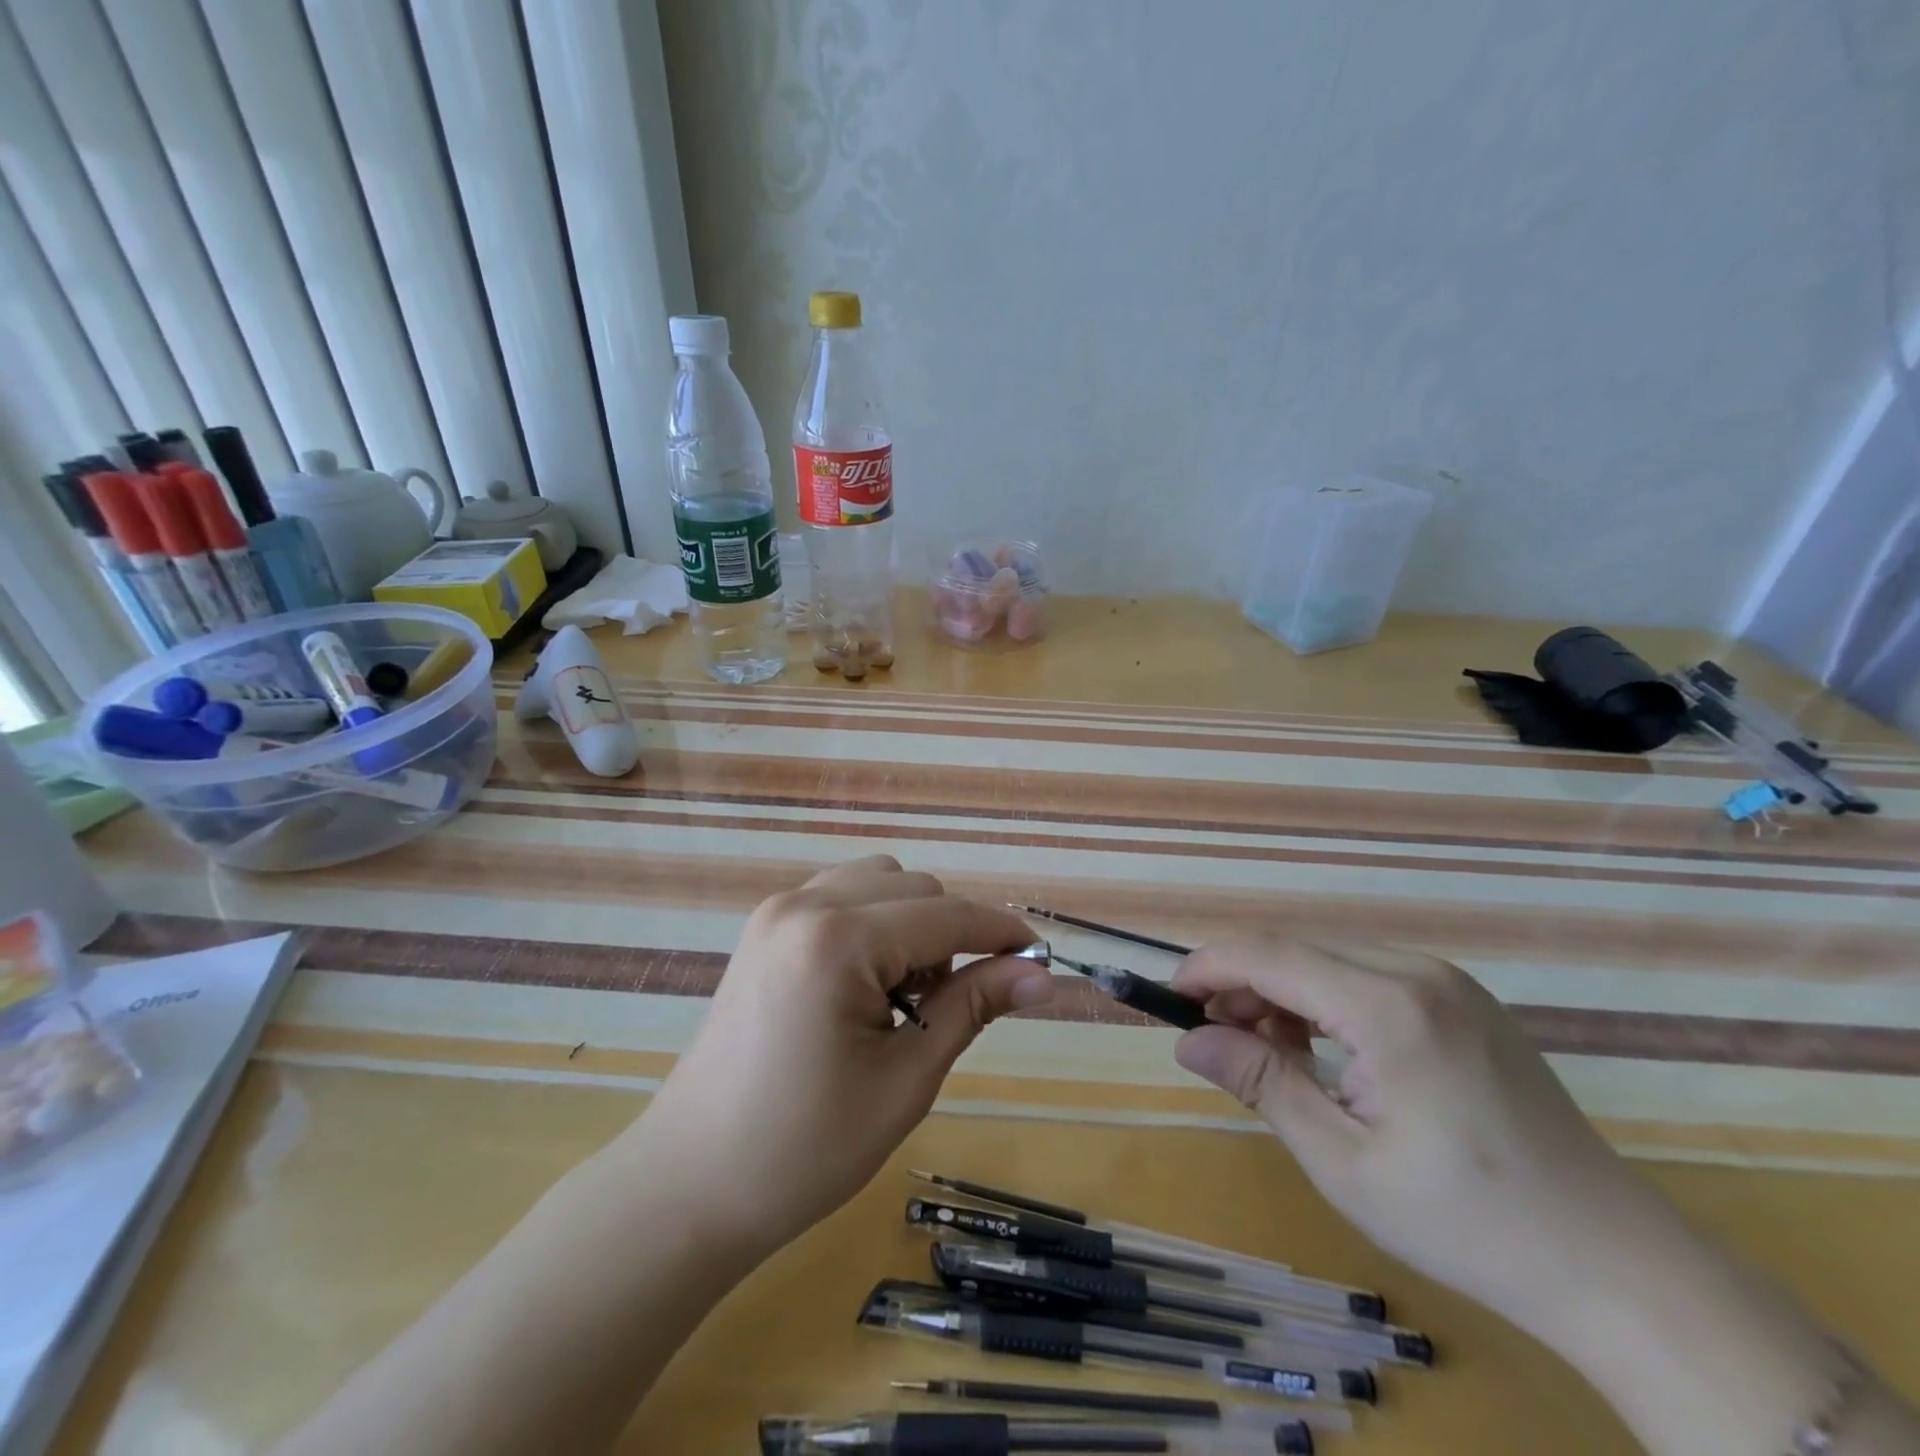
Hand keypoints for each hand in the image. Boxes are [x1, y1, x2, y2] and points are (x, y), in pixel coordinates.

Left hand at [627, 856, 1053, 1257]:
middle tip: (944, 1009)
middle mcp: (804, 904)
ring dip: (910, 924)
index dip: (1000, 933)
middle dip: (950, 935)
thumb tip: (1041, 975)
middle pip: (915, 887)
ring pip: (878, 883)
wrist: (689, 1184)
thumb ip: (973, 1006)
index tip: (1040, 959)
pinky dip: (872, 923)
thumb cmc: (804, 1149)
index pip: (946, 915)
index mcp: (837, 939)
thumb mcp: (905, 1079)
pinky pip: (840, 896)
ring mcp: (776, 910)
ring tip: (901, 998)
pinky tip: (864, 985)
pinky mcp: (763, 928)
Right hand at [1171, 938, 1673, 1339]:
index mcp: (1389, 1007)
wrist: (1614, 1262)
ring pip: (1327, 956)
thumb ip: (1261, 1083)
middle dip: (1241, 982)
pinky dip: (1322, 998)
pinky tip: (1321, 1048)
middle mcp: (1416, 971)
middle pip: (1295, 947)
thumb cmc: (1467, 1222)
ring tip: (1263, 1050)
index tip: (1169, 998)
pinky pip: (1365, 973)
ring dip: (1280, 991)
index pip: (1270, 954)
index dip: (1209, 967)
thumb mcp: (1343, 1161)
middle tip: (1213, 1038)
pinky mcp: (1460, 998)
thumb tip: (1189, 1040)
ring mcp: (1446, 981)